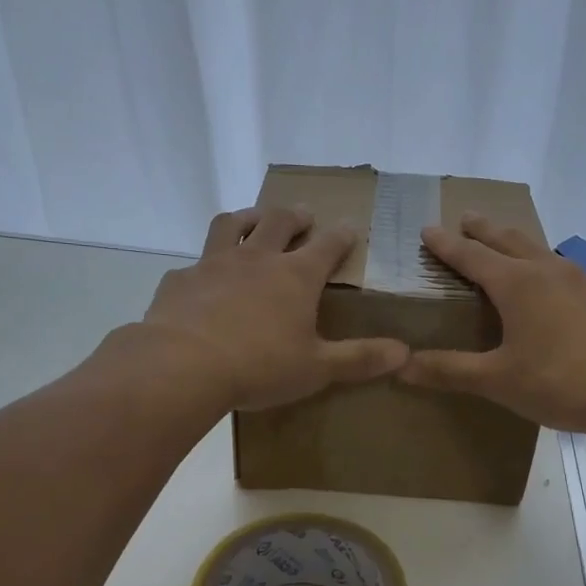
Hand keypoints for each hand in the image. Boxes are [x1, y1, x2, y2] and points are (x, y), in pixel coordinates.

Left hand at [134, 206, 407, 411]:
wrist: (183, 365)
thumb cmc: (260, 366)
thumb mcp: (317, 368)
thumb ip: (360, 359)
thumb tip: (404, 353)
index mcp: (296, 276)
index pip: (327, 245)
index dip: (342, 235)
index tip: (349, 228)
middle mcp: (257, 259)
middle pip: (280, 221)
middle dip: (296, 216)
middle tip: (304, 216)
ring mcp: (215, 263)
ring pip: (233, 224)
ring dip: (248, 218)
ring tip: (254, 220)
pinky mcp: (181, 279)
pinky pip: (196, 262)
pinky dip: (206, 264)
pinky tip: (204, 278)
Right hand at [399, 213, 585, 434]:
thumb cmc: (560, 384)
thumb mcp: (497, 381)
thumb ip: (449, 370)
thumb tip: (401, 366)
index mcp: (516, 284)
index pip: (471, 255)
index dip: (446, 244)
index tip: (428, 230)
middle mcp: (550, 270)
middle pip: (509, 239)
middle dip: (484, 229)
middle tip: (467, 218)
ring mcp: (585, 280)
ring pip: (544, 251)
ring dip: (520, 244)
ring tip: (510, 247)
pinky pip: (572, 274)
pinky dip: (553, 272)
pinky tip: (561, 290)